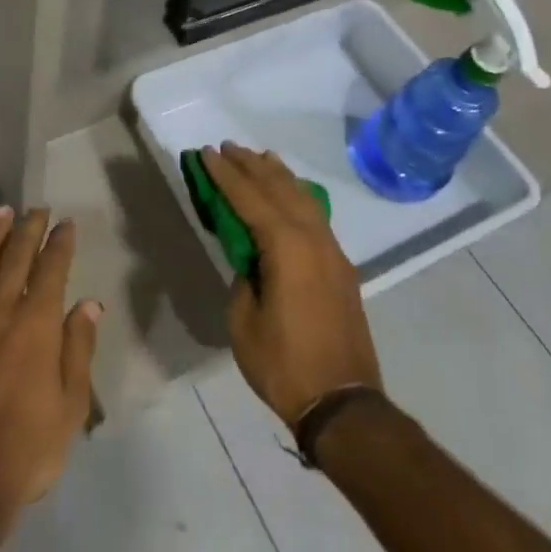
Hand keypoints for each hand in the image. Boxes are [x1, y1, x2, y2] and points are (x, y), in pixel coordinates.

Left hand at [0, 208, 100, 517]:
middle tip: (36, 209)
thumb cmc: (26, 451)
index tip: (65, 224)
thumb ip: (79, 350)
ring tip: (2, 213)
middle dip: (29, 229)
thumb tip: (89, 304)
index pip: (52, 269)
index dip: (60, 243)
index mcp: (37, 324)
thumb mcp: (71, 407)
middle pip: (16, 257)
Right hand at [208, 144, 382, 426]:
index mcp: (286, 247)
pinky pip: (315, 215)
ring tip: (259, 157)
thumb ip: (244, 277)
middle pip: (279, 188)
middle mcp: (313, 239)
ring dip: (278, 175)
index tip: (207, 152)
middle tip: (227, 147)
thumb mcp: (244, 320)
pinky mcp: (341, 267)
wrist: (343, 405)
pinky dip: (297, 195)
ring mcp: (332, 251)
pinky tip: (289, 193)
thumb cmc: (284, 364)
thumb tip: (252, 260)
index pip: (249, 197)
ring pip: (303, 197)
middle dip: (251, 165)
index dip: (225, 174)